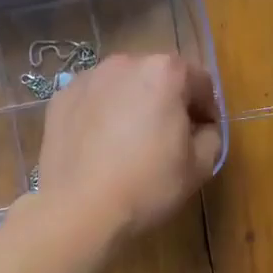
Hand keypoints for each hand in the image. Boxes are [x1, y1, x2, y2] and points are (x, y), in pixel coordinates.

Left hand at [34, 53, 221, 245]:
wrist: (78, 209)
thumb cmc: (147, 184)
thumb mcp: (199, 166)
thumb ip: (211, 136)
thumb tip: (201, 128)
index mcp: (164, 72)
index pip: (200, 81)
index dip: (207, 109)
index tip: (202, 134)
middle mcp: (124, 63)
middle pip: (158, 76)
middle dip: (168, 101)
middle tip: (167, 138)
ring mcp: (87, 78)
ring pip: (123, 86)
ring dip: (132, 104)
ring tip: (129, 142)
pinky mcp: (61, 98)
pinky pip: (93, 99)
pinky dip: (101, 113)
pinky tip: (99, 146)